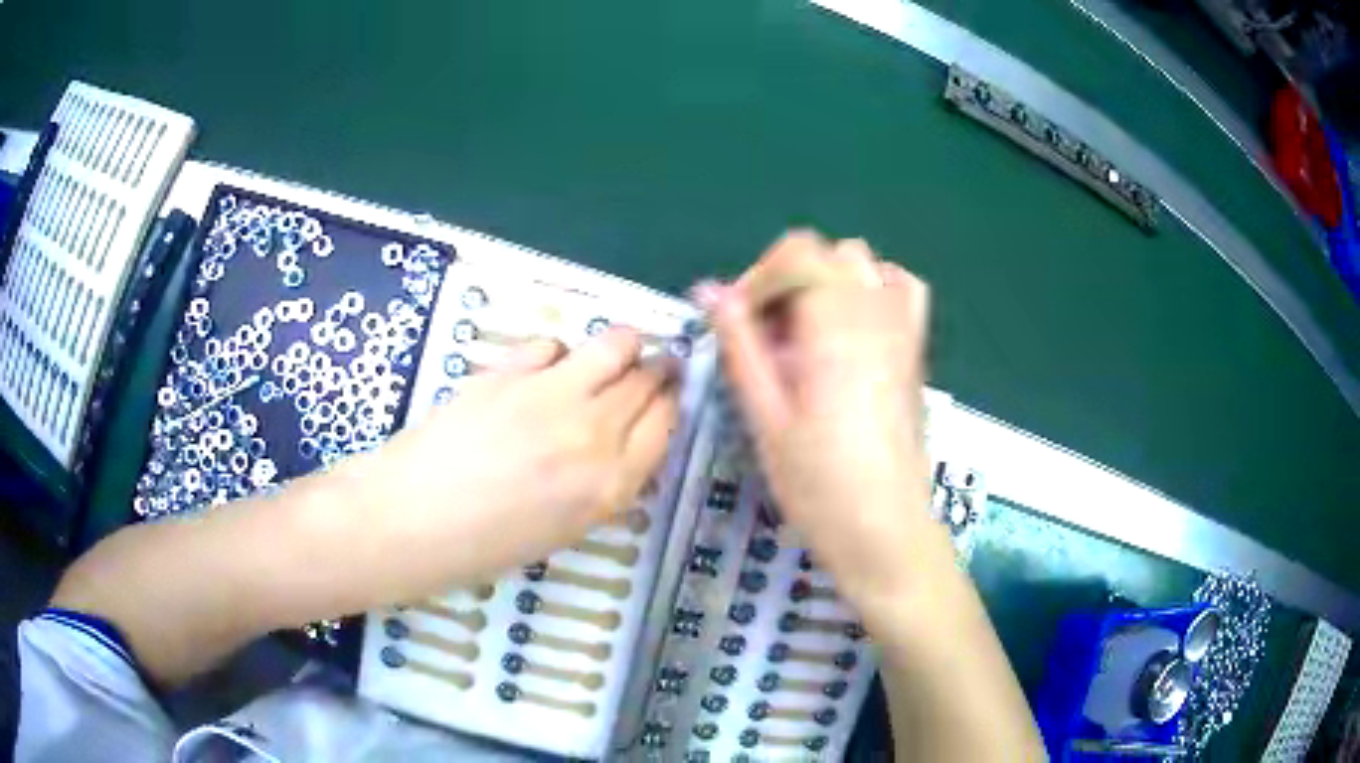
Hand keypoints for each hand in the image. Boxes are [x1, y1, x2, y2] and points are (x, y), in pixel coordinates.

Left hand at [329, 328, 677, 601]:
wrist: (410, 520)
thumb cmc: (484, 545)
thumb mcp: (564, 529)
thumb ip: (605, 482)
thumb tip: (623, 439)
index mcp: (612, 485)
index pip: (667, 420)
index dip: (672, 400)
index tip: (669, 392)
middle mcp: (594, 434)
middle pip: (648, 378)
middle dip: (656, 368)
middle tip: (649, 367)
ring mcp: (551, 395)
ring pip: (616, 343)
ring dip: (623, 345)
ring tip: (613, 352)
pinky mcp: (510, 371)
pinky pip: (554, 345)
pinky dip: (559, 353)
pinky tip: (544, 370)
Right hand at [698, 230, 935, 612]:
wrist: (885, 529)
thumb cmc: (819, 485)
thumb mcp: (766, 417)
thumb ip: (740, 346)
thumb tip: (711, 292)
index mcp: (835, 327)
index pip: (797, 255)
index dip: (758, 279)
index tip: (737, 324)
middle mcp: (876, 313)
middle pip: (827, 253)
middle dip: (785, 278)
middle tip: (763, 333)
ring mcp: (904, 329)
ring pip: (864, 263)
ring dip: (826, 280)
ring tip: (803, 329)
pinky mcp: (916, 350)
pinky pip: (903, 288)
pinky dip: (874, 287)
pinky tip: (852, 324)